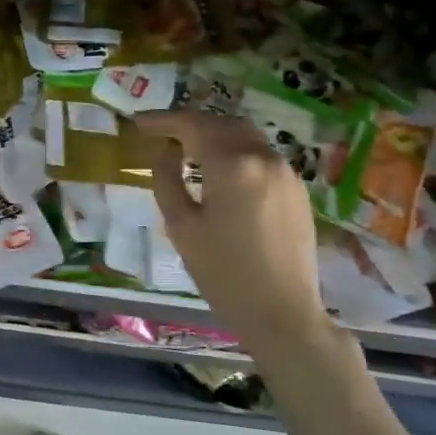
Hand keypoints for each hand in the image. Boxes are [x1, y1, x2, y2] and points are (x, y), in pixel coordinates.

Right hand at [136, 110, 334, 363]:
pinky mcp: (297, 189)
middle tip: (160, 134)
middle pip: (221, 124)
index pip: (192, 126)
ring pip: (244, 137)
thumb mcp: (181, 226)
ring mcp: (286, 172)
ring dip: (214, 136)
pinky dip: (235, 152)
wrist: (282, 314)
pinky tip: (220, 171)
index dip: (162, 120)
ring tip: (187, 149)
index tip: (138, 123)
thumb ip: (166, 178)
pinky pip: (261, 156)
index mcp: (232, 165)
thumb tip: (164, 150)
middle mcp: (263, 158)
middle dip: (189, 124)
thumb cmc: (223, 273)